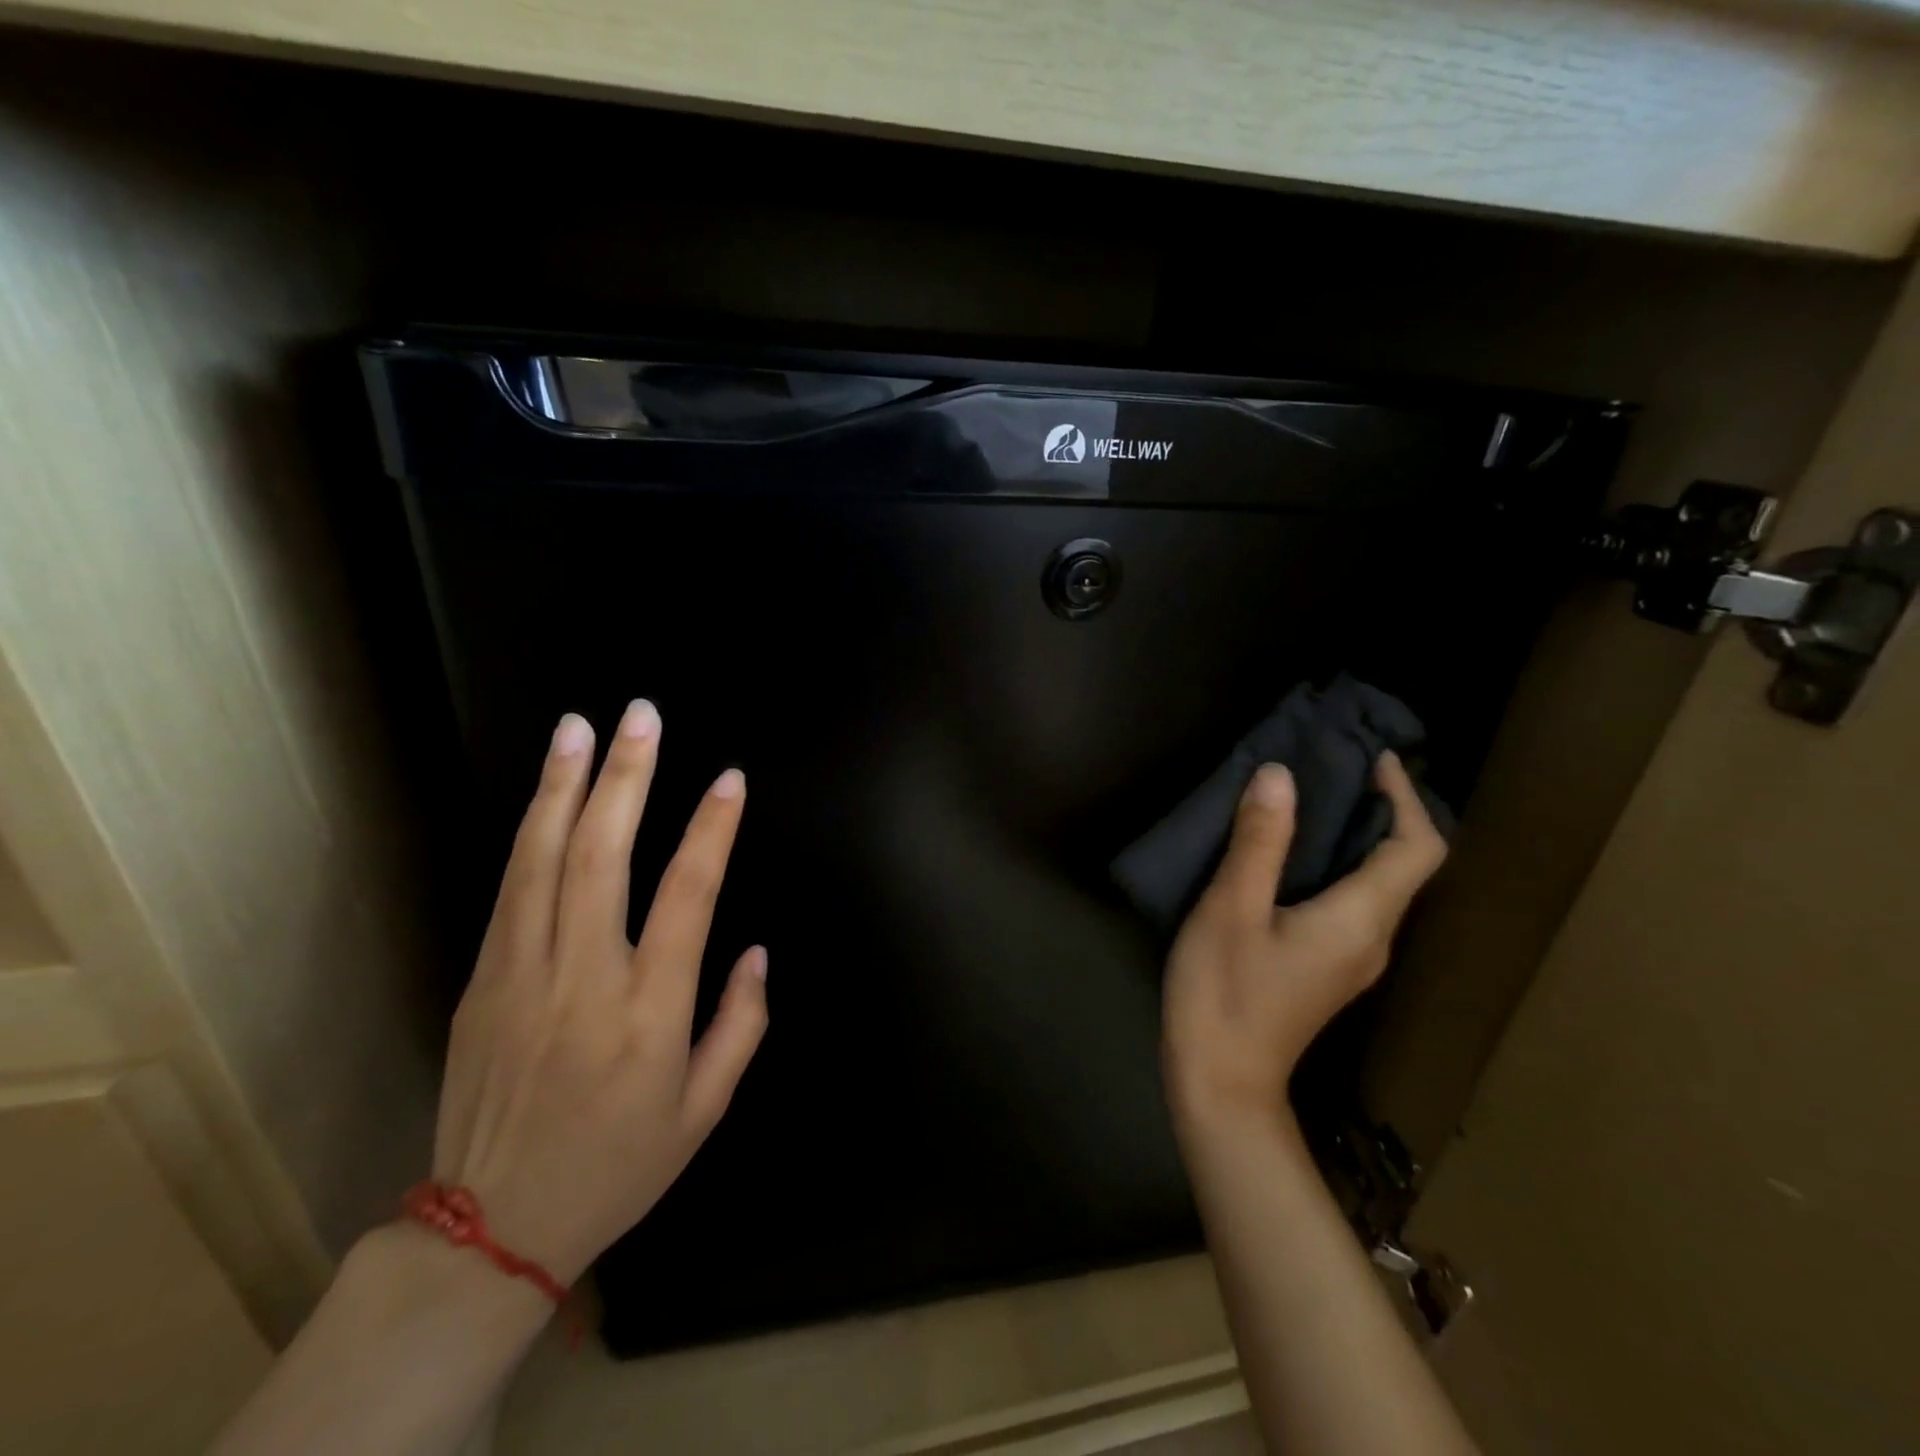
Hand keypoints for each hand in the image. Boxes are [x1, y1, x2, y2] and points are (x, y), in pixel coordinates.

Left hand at [430, 700, 767, 1285]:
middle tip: (641, 716)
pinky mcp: (481, 980)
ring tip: (580, 726)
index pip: (688, 895)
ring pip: (541, 860)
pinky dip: (531, 832)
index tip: (729, 779)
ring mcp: (522, 974)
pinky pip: (510, 889)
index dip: (712, 830)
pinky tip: (545, 795)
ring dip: (563, 787)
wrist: (490, 1227)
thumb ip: (741, 1024)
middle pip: (602, 857)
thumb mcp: (705, 1110)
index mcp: (650, 1011)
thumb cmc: (618, 1164)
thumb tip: (754, 950)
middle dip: (625, 778)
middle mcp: (584, 978)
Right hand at [1163, 751, 1445, 1133]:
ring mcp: (1353, 959)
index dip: (1406, 797)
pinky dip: (1335, 865)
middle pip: (1403, 865)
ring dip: (1356, 837)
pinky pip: (1351, 903)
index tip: (1375, 759)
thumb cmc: (1225, 992)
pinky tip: (1288, 856)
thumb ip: (1259, 841)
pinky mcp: (1328, 969)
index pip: (1417, 848)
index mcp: (1361, 919)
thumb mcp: (1231, 908)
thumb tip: (1280, 775)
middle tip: (1334, 767)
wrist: (1221, 1083)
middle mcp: (1374, 938)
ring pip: (1377, 885)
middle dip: (1381, 810)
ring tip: (1309, 799)